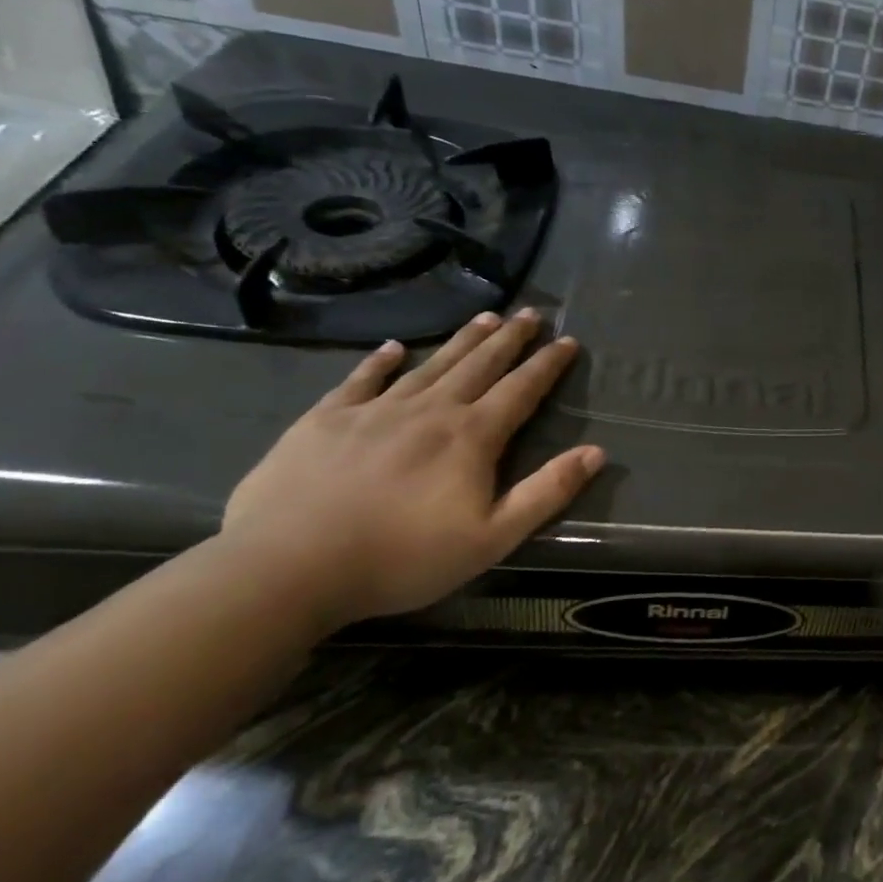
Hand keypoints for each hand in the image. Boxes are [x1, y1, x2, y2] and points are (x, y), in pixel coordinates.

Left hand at [221, 309, 603, 630]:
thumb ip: (547, 491)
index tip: (568, 340)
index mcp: (472, 437)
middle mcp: (430, 410)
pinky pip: (361, 380)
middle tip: (529, 312)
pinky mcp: (325, 421)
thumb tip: (596, 452)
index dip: (547, 364)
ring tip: (485, 316)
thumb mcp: (493, 537)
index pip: (521, 389)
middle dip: (509, 338)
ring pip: (431, 365)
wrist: (286, 569)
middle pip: (480, 365)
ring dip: (462, 340)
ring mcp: (375, 411)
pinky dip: (380, 361)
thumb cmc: (402, 558)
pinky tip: (394, 348)